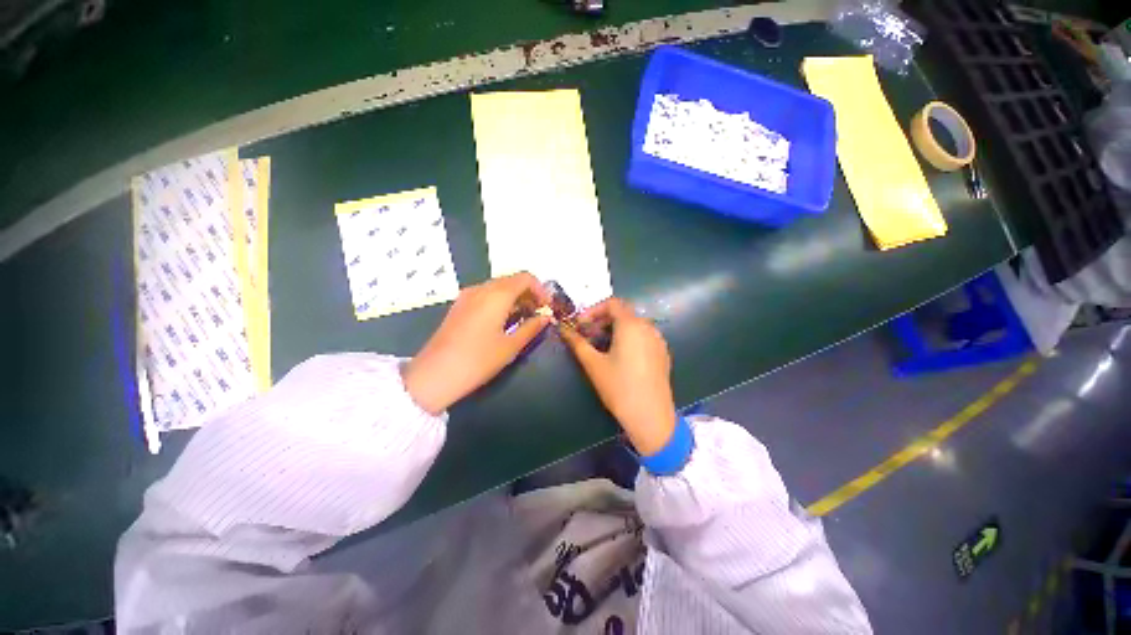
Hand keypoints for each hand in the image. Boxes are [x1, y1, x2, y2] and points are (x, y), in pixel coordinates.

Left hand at [402, 272, 551, 414]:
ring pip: (498, 286)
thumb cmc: (478, 360)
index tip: (546, 307)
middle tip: (537, 313)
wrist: (434, 374)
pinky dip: (500, 301)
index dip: (540, 289)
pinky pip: (485, 294)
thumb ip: (531, 327)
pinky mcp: (459, 305)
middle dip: (528, 293)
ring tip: (523, 318)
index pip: (525, 277)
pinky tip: (503, 320)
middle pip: (511, 280)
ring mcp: (467, 296)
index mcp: (497, 295)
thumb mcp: (510, 346)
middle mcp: (481, 289)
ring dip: (514, 297)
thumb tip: (545, 318)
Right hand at [560, 298, 677, 455]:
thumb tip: (563, 329)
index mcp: (631, 325)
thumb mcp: (593, 364)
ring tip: (601, 347)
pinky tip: (620, 357)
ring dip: (615, 330)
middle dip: (602, 320)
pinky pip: (643, 337)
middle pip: (623, 313)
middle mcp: (647, 327)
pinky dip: (628, 338)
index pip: (612, 303)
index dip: (593, 310)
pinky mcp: (662, 353)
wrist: (651, 416)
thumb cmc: (619, 387)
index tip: (581, 324)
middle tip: (587, 336)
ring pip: (633, 325)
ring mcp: (658, 340)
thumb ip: (577, 343)